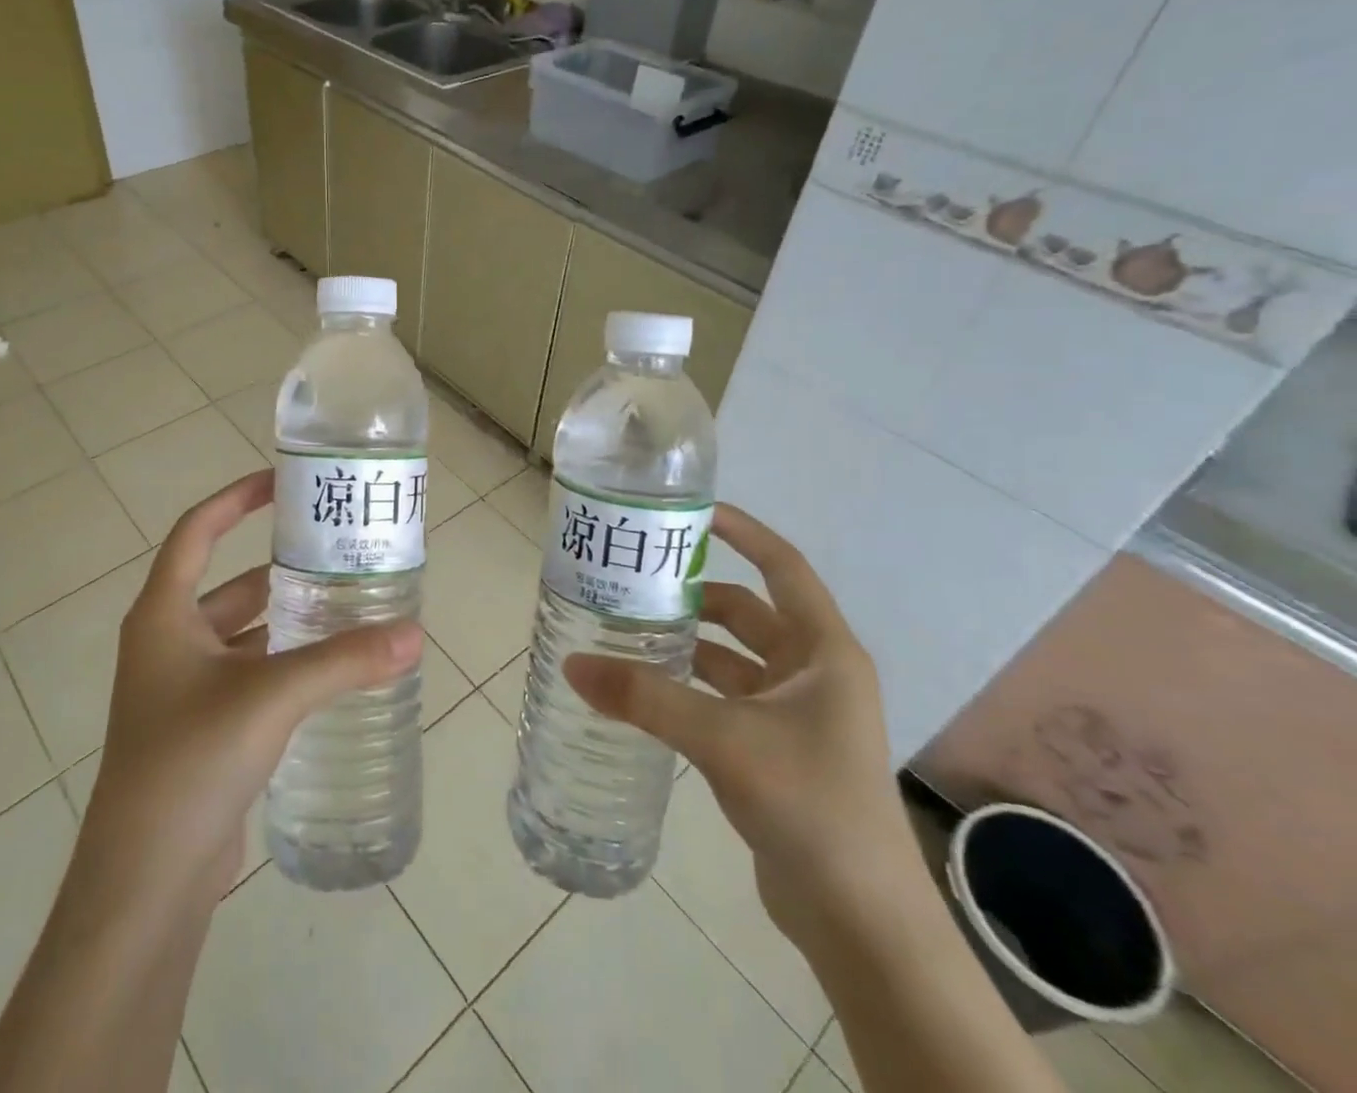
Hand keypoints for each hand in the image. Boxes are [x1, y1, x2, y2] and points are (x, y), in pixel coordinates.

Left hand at [72, 469, 425, 911]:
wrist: (145, 881)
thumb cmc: (191, 761)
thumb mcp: (271, 697)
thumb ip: (343, 661)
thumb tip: (413, 635)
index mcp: (163, 615)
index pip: (198, 531)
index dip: (236, 499)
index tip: (282, 482)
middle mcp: (167, 642)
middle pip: (230, 584)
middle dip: (281, 569)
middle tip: (338, 555)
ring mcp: (182, 689)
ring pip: (243, 634)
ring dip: (287, 620)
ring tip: (346, 607)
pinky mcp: (202, 729)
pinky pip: (248, 675)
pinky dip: (283, 664)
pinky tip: (329, 671)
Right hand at [565, 504, 918, 948]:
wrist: (862, 922)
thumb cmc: (810, 804)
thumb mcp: (723, 740)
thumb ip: (646, 699)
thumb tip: (573, 665)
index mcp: (824, 651)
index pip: (783, 566)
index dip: (742, 532)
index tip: (690, 513)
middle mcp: (815, 673)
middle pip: (749, 612)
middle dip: (697, 594)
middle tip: (637, 580)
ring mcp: (797, 714)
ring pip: (733, 658)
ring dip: (688, 643)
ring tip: (628, 630)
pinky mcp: (777, 749)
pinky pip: (726, 697)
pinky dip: (689, 686)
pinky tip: (647, 691)